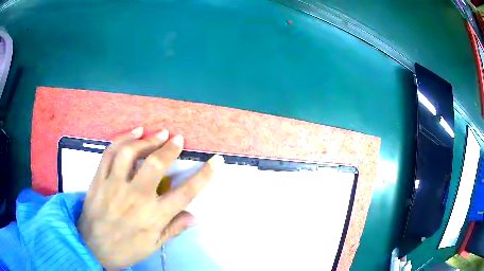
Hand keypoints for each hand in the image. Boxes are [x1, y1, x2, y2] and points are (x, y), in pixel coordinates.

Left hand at [77, 127, 223, 269]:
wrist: (92, 247)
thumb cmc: (125, 249)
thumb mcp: (153, 245)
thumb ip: (173, 228)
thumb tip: (194, 216)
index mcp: (153, 216)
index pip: (185, 193)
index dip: (204, 176)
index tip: (216, 161)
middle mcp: (135, 197)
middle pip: (156, 165)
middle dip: (170, 148)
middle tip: (178, 138)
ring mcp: (114, 185)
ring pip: (130, 154)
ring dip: (146, 139)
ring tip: (157, 133)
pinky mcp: (99, 179)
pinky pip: (110, 153)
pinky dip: (122, 139)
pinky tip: (133, 132)